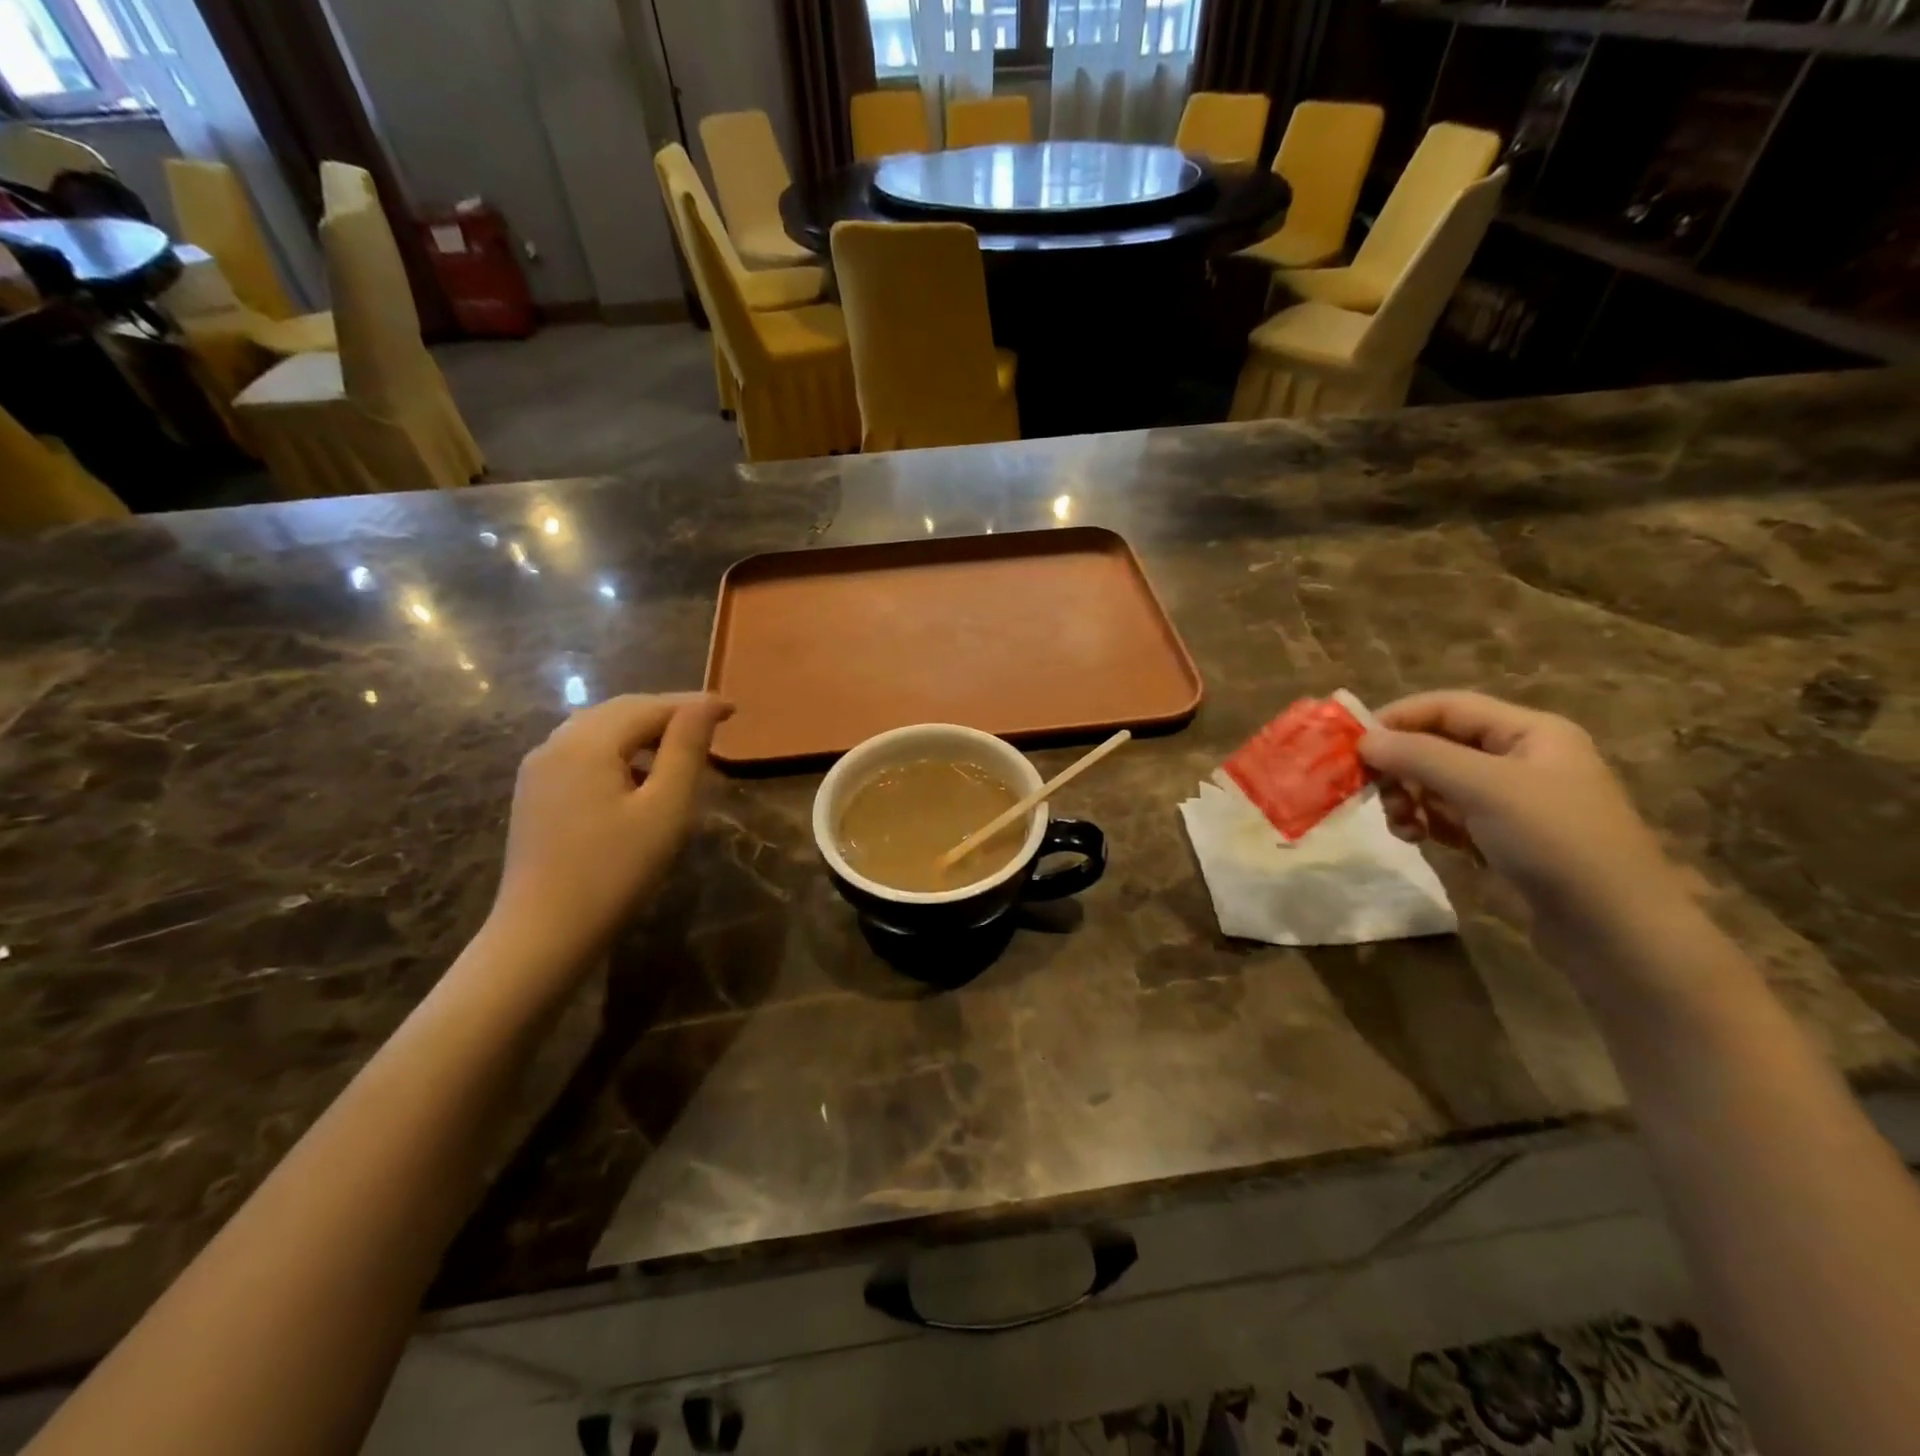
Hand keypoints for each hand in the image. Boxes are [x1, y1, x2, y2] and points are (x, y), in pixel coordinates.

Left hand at [487, 693, 732, 969]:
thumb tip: (704, 705)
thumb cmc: (614, 871)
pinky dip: (619, 749)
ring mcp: (539, 768)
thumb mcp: (665, 810)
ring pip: (598, 729)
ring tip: (681, 746)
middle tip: (712, 723)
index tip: (733, 710)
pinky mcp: (535, 792)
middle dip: (668, 712)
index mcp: (587, 743)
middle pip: (620, 711)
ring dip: (643, 729)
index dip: (693, 704)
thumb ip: (685, 750)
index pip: (649, 707)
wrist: (543, 933)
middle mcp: (556, 744)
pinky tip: (639, 773)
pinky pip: (582, 751)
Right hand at [1358, 691, 1685, 935]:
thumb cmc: (1554, 841)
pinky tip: (1416, 839)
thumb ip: (1419, 756)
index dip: (1398, 718)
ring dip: (1408, 798)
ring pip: (1435, 782)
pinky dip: (1423, 822)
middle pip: (1437, 744)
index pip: (1448, 706)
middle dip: (1401, 766)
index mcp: (1529, 732)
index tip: (1354, 744)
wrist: (1612, 928)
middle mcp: (1519, 758)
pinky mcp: (1499, 836)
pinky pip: (1445, 815)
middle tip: (1375, 793)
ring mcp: (1510, 800)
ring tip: (1401, 826)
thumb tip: (1363, 740)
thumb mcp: (1484, 787)